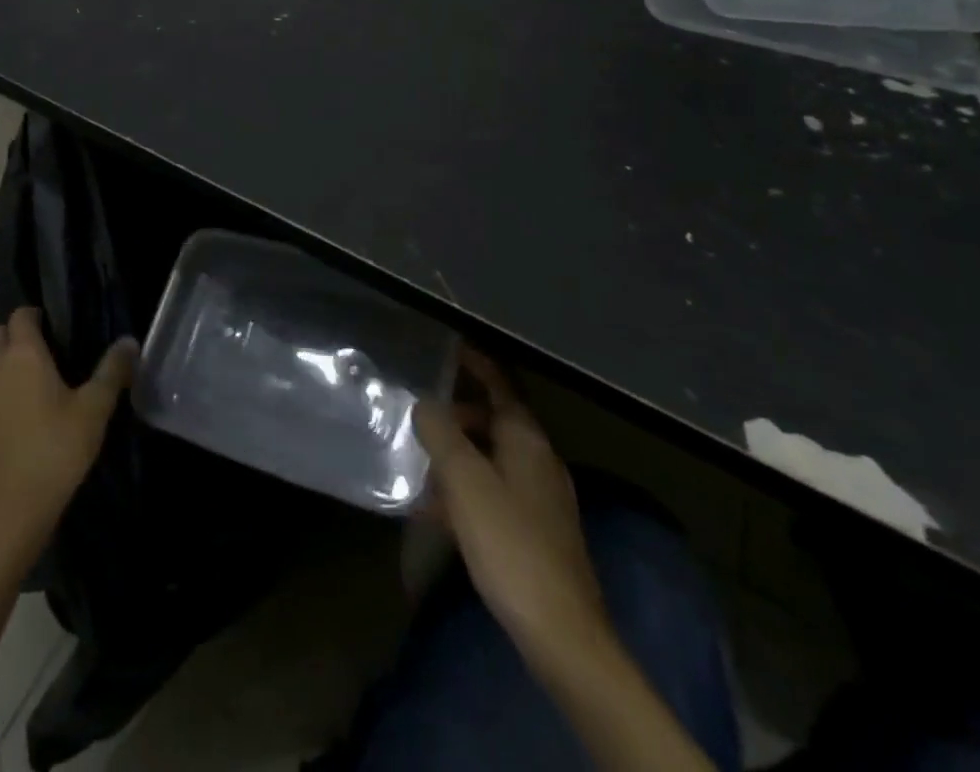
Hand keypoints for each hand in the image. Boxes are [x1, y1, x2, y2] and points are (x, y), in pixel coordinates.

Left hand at [0, 308, 137, 566]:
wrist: (3, 517)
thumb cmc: (54, 453)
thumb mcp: (94, 412)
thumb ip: (112, 372)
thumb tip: (129, 341)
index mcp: (23, 355)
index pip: (21, 315)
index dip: (36, 316)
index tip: (56, 330)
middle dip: (15, 338)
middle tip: (44, 359)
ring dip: (1, 371)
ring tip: (30, 395)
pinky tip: (11, 430)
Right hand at [415, 349, 606, 660]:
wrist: (560, 634)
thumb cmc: (510, 544)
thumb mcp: (465, 481)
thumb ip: (441, 434)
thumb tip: (424, 403)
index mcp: (527, 440)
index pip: (501, 385)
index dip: (477, 363)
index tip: (450, 345)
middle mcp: (539, 461)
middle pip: (495, 420)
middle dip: (456, 413)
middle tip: (419, 414)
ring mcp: (540, 499)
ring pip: (492, 458)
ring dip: (458, 453)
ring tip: (419, 459)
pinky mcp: (535, 532)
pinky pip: (493, 492)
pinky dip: (466, 489)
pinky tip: (436, 509)